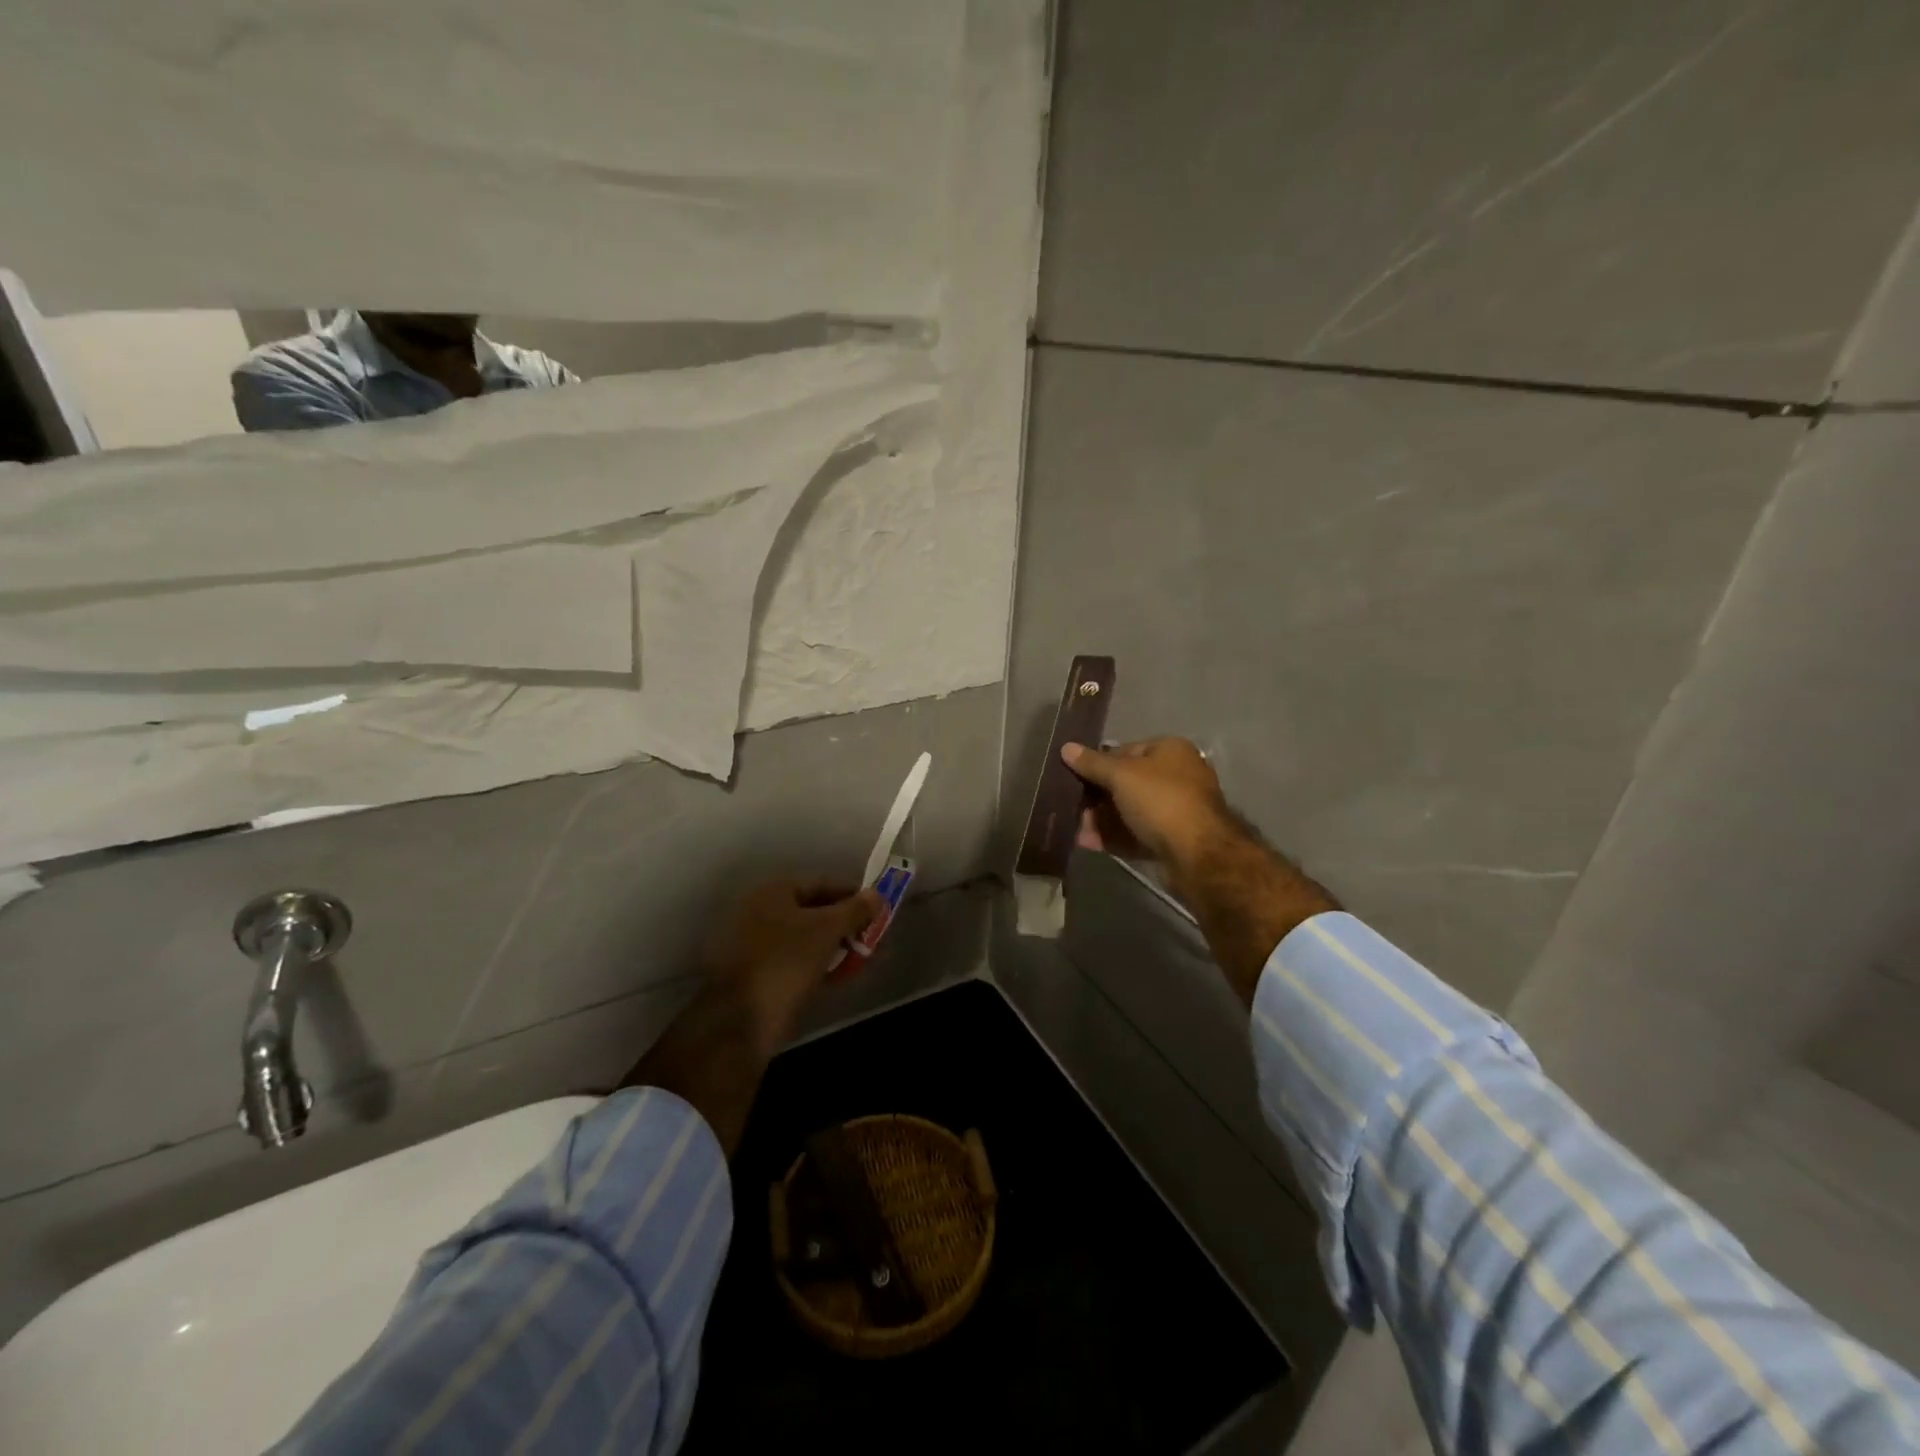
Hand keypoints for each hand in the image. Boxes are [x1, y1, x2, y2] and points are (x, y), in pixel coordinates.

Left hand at [702, 878, 882, 1053]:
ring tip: (865, 958)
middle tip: (874, 937)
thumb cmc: (786, 961)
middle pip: (815, 911)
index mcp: (774, 892)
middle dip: (847, 924)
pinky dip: (821, 965)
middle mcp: (762, 912)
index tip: (879, 909)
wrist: (740, 1021)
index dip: (854, 894)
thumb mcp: (827, 930)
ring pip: (807, 939)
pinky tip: (843, 975)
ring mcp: (758, 945)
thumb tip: (877, 895)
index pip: (823, 883)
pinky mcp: (760, 975)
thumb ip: (855, 910)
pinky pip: (798, 961)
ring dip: (837, 946)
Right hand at [1061, 737, 1233, 868]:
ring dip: (1102, 820)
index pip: (1126, 750)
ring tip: (1079, 833)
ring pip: (1130, 811)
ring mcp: (1176, 809)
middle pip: (1126, 783)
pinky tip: (1090, 844)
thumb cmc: (1160, 801)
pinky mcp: (1173, 839)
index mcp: (1170, 751)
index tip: (1075, 779)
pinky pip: (1137, 833)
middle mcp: (1177, 776)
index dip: (1098, 763)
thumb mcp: (1121, 775)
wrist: (1198, 855)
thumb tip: (1066, 748)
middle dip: (1097, 798)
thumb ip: (1092, 763)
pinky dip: (1115, 837)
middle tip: (1074, 810)